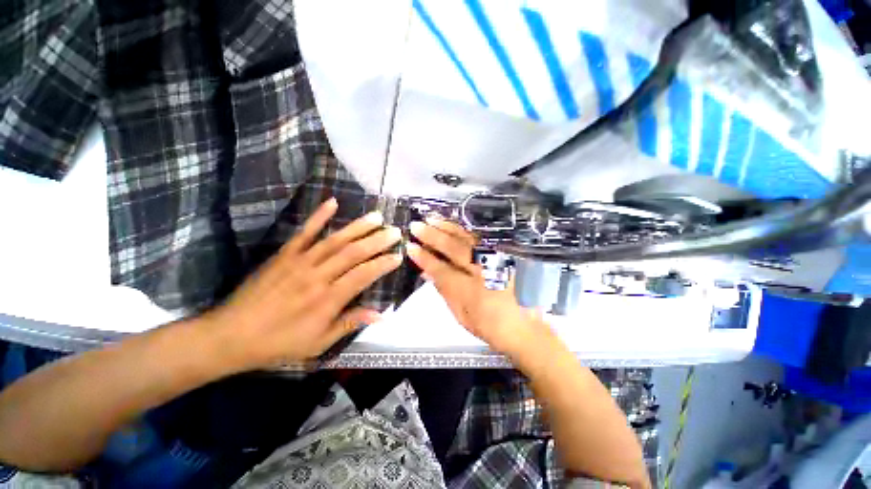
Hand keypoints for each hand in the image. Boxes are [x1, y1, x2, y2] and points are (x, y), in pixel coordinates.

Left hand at [210, 198, 402, 369]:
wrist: (231, 335)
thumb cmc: (279, 342)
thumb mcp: (318, 343)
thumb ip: (350, 323)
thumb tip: (380, 315)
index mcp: (327, 299)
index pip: (363, 275)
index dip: (383, 264)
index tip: (398, 256)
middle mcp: (318, 276)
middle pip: (353, 253)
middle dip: (377, 241)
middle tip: (395, 231)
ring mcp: (300, 261)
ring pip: (335, 240)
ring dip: (358, 227)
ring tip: (376, 217)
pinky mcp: (285, 254)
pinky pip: (305, 232)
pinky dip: (319, 216)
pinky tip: (333, 203)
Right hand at [406, 219, 557, 358]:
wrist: (526, 327)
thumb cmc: (490, 326)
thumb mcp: (461, 315)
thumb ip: (444, 291)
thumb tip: (426, 272)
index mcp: (470, 291)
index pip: (441, 269)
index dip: (424, 257)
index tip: (410, 247)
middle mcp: (483, 271)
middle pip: (454, 249)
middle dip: (432, 236)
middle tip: (416, 225)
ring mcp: (496, 260)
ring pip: (468, 239)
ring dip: (448, 228)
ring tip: (432, 219)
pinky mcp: (505, 255)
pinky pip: (481, 239)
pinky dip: (465, 231)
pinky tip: (453, 225)